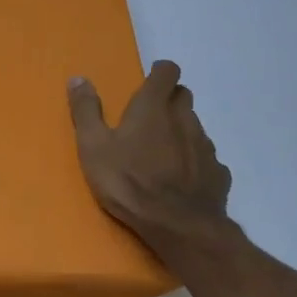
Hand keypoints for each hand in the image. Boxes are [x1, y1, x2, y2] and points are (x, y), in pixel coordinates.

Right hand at [68, 60, 240, 263]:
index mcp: (154, 107)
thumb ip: (86, 111)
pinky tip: (181, 178)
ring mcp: (205, 146)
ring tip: (161, 151)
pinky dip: (194, 160)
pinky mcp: (218, 172)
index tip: (148, 81)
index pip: (167, 72)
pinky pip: (206, 157)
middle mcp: (185, 119)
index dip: (159, 72)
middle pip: (183, 96)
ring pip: (195, 126)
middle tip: (148, 117)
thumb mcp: (93, 146)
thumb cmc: (128, 181)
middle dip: (168, 99)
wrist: (177, 225)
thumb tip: (78, 78)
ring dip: (180, 130)